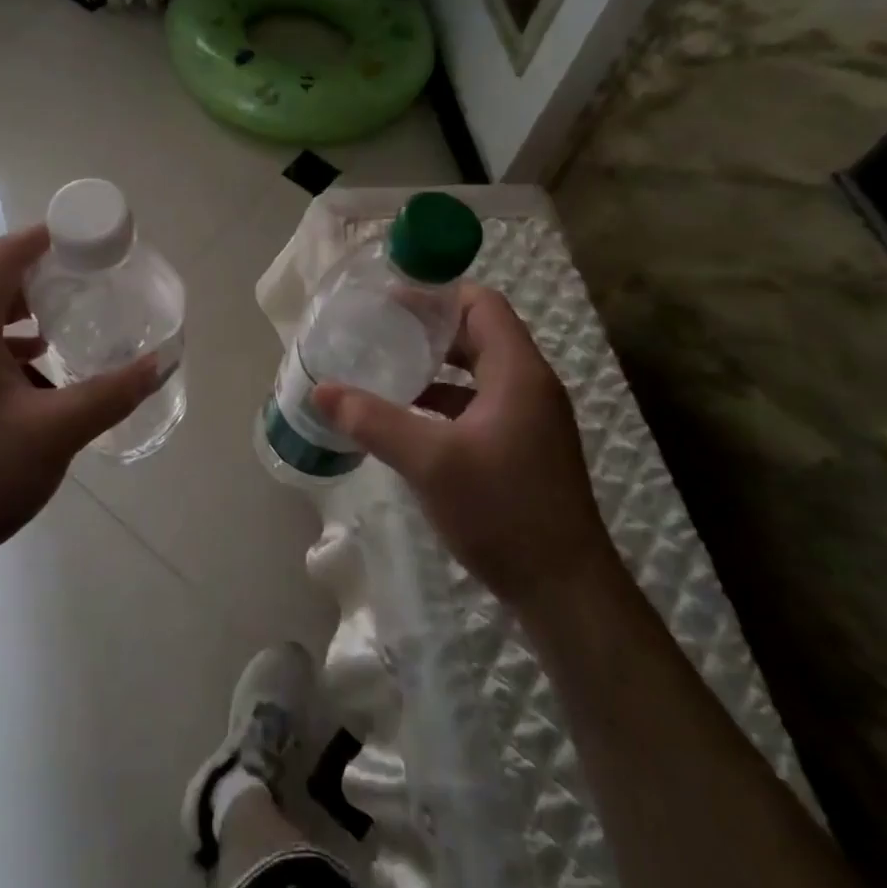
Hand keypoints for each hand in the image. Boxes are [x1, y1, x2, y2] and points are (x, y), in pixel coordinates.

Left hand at [0, 225, 159, 580]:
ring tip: (66, 330)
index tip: (84, 237)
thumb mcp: (55, 432)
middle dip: (39, 279)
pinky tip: (37, 382)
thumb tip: (160, 362)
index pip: (2, 256)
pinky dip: (7, 353)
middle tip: (86, 282)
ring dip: (23, 320)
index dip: (42, 237)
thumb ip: (110, 393)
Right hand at [312, 284, 615, 612]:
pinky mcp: (524, 448)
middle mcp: (529, 386)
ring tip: (386, 369)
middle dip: (428, 329)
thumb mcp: (429, 461)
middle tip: (379, 331)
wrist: (566, 593)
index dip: (437, 294)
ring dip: (435, 367)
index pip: (481, 304)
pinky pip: (480, 404)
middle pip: (478, 334)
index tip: (390, 300)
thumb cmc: (502, 511)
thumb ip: (373, 421)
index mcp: (518, 372)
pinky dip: (445, 401)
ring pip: (477, 372)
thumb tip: (321, 390)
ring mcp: (530, 419)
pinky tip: (409, 419)